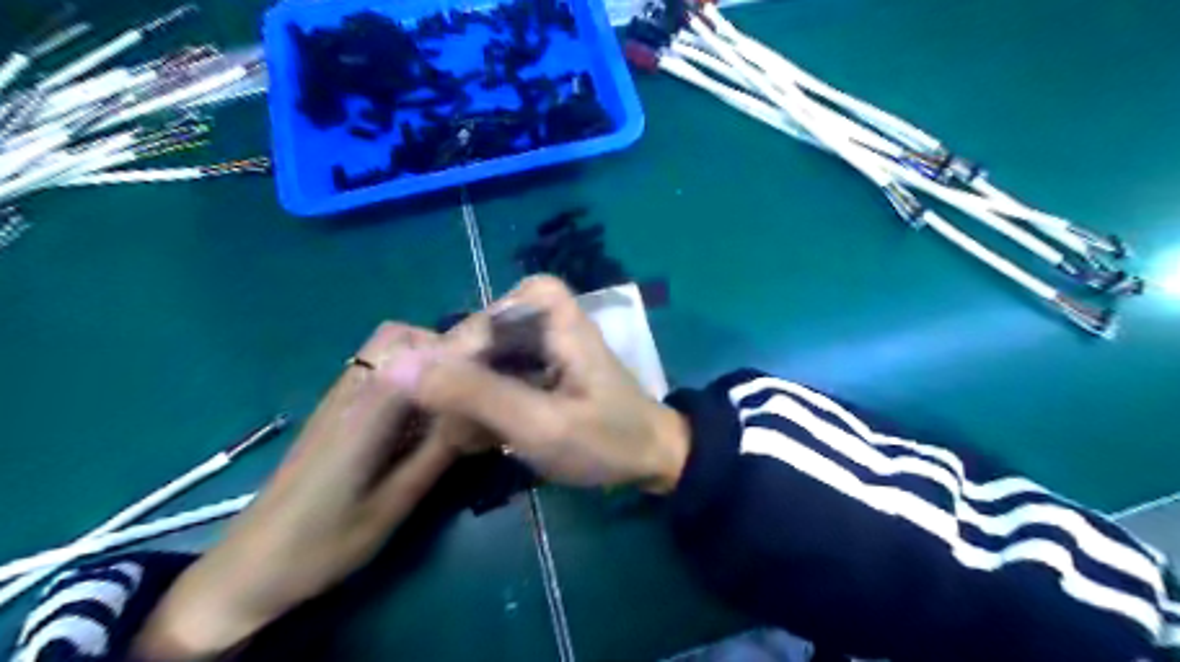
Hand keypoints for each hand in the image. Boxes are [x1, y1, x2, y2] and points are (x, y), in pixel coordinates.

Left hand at [132, 324, 455, 659]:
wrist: (248, 568)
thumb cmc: (323, 546)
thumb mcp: (392, 506)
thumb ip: (437, 453)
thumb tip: (480, 413)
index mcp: (364, 413)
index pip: (416, 353)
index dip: (460, 350)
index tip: (492, 371)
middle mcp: (349, 392)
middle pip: (397, 335)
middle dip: (441, 348)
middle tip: (468, 388)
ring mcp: (337, 399)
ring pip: (386, 350)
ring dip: (426, 361)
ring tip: (452, 402)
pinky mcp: (334, 411)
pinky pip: (377, 372)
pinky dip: (409, 377)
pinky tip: (421, 418)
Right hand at [384, 277, 693, 493]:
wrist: (650, 461)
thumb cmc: (606, 440)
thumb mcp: (539, 423)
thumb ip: (474, 393)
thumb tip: (397, 365)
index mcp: (554, 315)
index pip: (485, 315)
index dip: (460, 351)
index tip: (448, 393)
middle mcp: (545, 320)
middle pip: (478, 337)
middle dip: (462, 385)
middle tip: (458, 427)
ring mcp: (541, 346)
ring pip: (480, 361)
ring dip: (469, 402)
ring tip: (472, 439)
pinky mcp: (538, 370)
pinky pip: (494, 378)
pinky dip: (484, 409)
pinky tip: (483, 439)